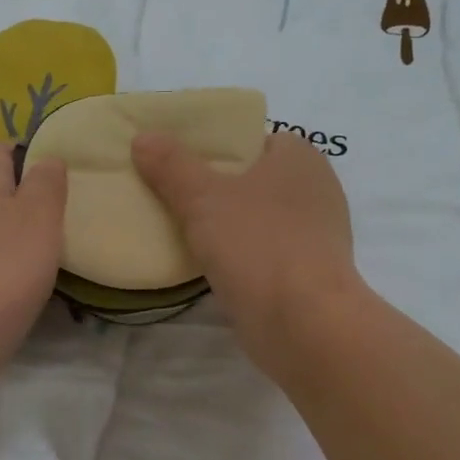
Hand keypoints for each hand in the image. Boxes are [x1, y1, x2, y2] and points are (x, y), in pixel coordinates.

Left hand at [0, 144, 67, 407]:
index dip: (28, 150)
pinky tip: (43, 285)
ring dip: (27, 238)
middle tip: (75, 210)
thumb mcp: (36, 215)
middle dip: (33, 198)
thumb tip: (48, 158)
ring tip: (68, 247)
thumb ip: (46, 183)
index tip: (64, 167)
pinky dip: (18, 272)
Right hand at [131, 130, 362, 380]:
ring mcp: (316, 236)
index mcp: (300, 158)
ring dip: (227, 226)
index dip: (216, 148)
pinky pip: (265, 253)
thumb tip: (143, 137)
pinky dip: (241, 256)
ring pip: (258, 219)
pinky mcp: (309, 274)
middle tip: (172, 195)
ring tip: (181, 229)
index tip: (180, 163)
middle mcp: (316, 190)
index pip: (252, 140)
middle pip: (253, 180)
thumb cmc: (257, 243)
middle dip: (216, 188)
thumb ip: (171, 165)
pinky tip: (209, 264)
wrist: (303, 323)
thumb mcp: (202, 196)